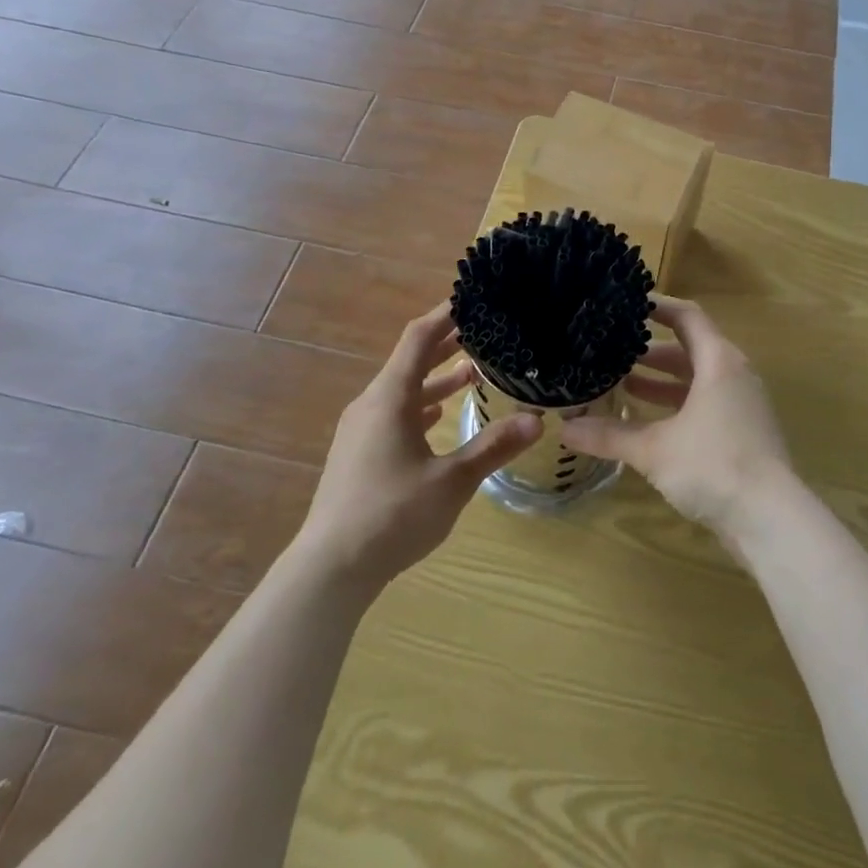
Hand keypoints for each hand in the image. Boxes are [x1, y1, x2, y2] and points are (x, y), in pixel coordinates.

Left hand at [293, 305, 542, 592]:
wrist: (330, 568)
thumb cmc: (392, 515)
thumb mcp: (452, 481)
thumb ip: (493, 447)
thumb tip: (537, 420)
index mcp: (390, 398)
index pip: (419, 338)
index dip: (446, 314)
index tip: (475, 299)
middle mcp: (371, 404)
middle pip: (410, 360)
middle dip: (447, 344)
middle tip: (486, 331)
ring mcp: (361, 430)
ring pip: (403, 389)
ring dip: (436, 377)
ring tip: (474, 372)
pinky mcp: (358, 454)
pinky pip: (394, 413)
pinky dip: (421, 405)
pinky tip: (440, 416)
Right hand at [561, 295, 794, 544]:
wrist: (772, 520)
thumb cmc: (714, 466)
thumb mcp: (654, 449)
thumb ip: (610, 435)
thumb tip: (564, 429)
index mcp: (719, 362)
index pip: (687, 317)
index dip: (657, 306)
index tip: (625, 304)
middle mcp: (734, 375)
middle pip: (690, 349)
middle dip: (650, 350)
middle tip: (612, 350)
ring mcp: (742, 405)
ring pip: (696, 380)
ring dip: (661, 381)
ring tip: (621, 383)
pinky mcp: (743, 433)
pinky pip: (705, 404)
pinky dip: (676, 406)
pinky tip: (647, 423)